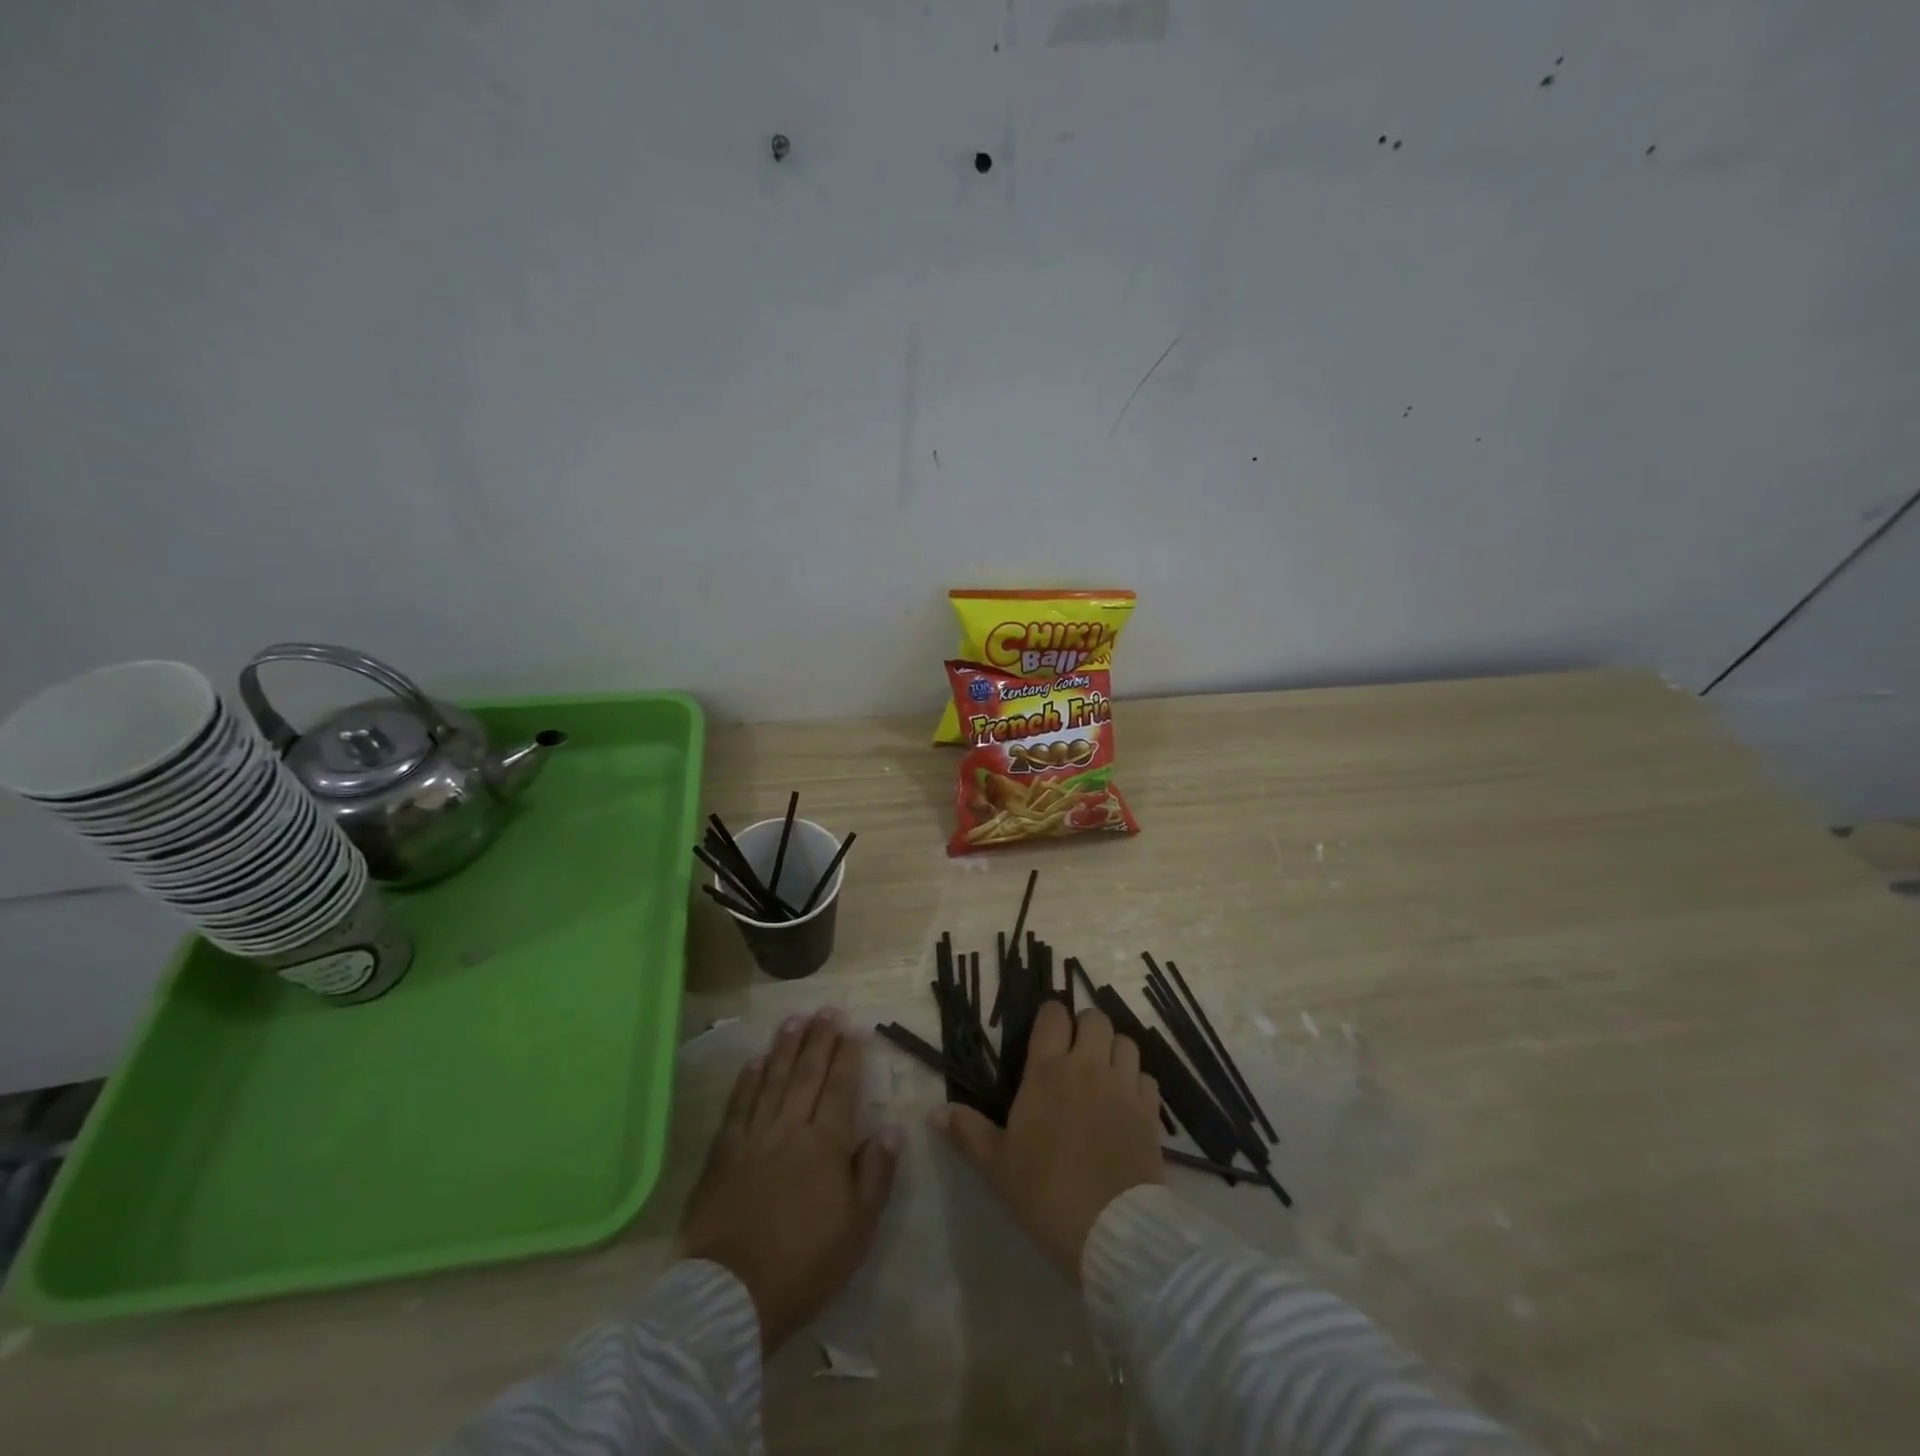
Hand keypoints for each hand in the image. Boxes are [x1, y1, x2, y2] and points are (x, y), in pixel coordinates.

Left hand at [679, 1011, 898, 1352]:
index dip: (848, 1056)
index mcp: (826, 1146)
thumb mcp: (858, 1229)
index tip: (853, 1028)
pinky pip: (737, 1107)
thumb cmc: (805, 1265)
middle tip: (826, 1011)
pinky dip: (746, 1082)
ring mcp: (753, 1139)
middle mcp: (790, 1130)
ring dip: (784, 1049)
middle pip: (807, 1075)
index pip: (841, 1088)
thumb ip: (875, 1174)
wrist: (732, 1296)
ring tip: (794, 1021)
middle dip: (819, 1040)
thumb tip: (890, 1129)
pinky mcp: (722, 1155)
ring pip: (771, 1081)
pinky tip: (754, 1062)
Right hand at [936, 1001, 1163, 1280]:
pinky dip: (1136, 1080)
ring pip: (1126, 1042)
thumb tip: (934, 1111)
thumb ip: (967, 1131)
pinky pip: (1147, 1076)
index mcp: (1048, 1071)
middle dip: (1085, 1027)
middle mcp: (1088, 1067)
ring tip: (1103, 1072)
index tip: (1046, 1032)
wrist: (1110, 1230)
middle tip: (1075, 1052)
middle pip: (1095, 1019)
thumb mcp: (997, 1164)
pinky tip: (1126, 1101)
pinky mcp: (1150, 1111)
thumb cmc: (1045, 1192)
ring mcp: (1123, 1086)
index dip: (1050, 1016)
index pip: (1053, 1015)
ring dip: (1114, 1050)